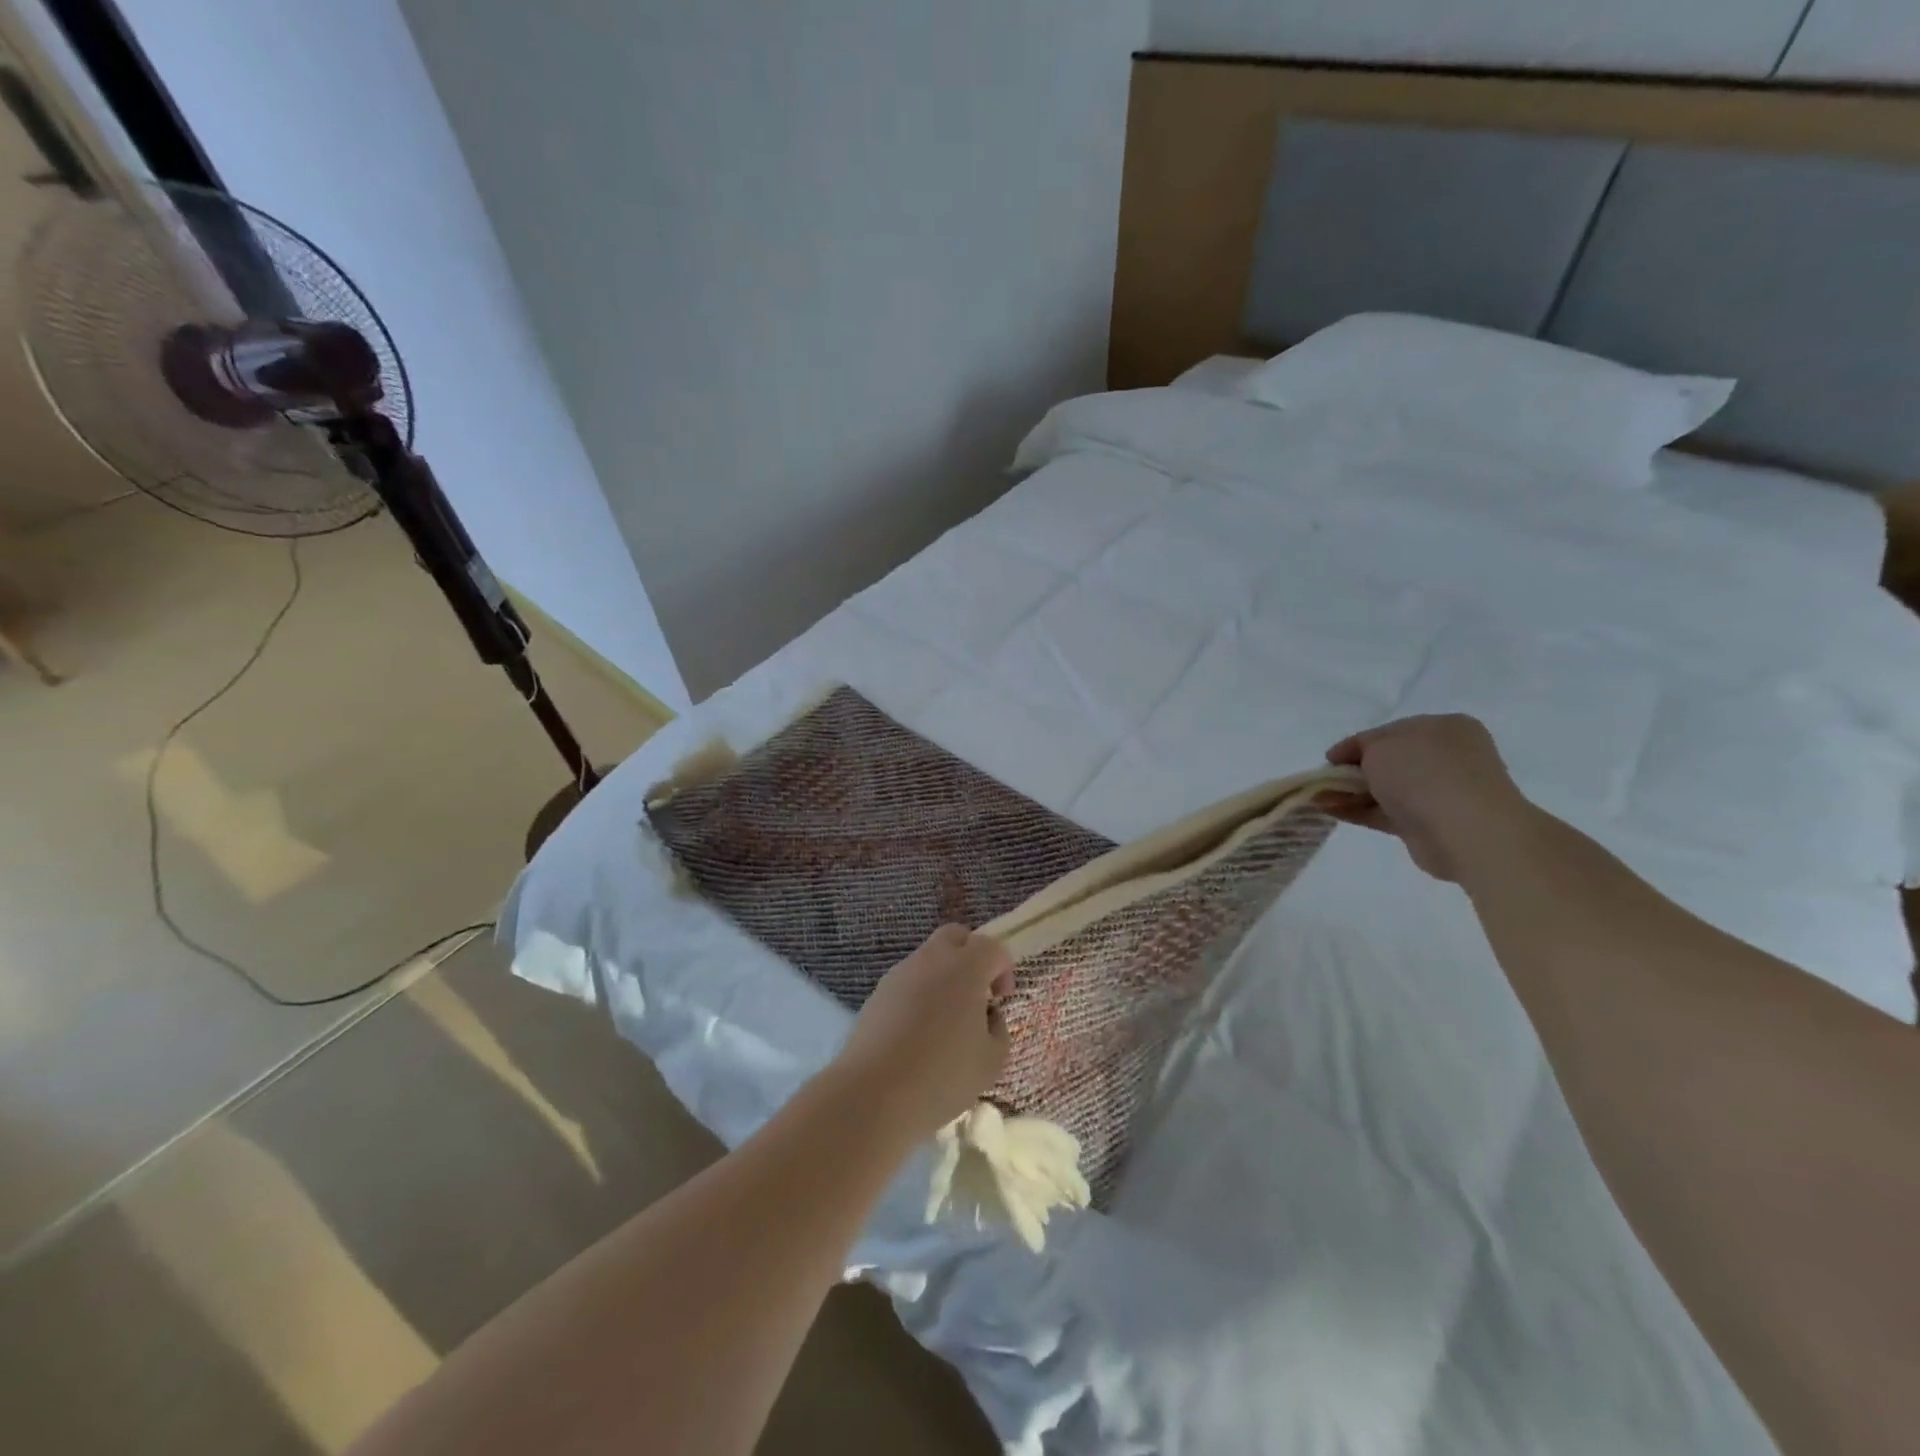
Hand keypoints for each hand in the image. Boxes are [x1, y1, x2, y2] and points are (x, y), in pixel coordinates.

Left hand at [831, 925, 1012, 1140]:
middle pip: (956, 936)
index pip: (992, 947)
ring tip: (946, 1021)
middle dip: (971, 956)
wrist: (873, 1094)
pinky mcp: (877, 993)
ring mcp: (900, 974)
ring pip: (929, 958)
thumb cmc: (942, 1076)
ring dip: (944, 976)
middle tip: (976, 995)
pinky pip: (907, 981)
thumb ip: (998, 1029)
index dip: (1003, 969)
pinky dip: (920, 994)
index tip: (1001, 999)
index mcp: (965, 968)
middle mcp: (931, 960)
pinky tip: (918, 1034)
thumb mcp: (991, 1061)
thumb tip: (988, 1015)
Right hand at [1325, 714, 1535, 881]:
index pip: (1390, 732)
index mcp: (1444, 728)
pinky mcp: (1429, 824)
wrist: (1464, 829)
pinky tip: (1328, 810)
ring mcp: (1440, 792)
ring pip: (1385, 788)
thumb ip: (1361, 747)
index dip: (1356, 744)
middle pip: (1388, 761)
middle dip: (1352, 770)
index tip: (1329, 758)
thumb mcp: (1381, 745)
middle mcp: (1446, 757)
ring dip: (1350, 792)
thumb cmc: (1422, 773)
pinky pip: (1385, 812)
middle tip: (1323, 780)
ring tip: (1317, 798)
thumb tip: (1350, 761)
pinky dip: (1357, 811)